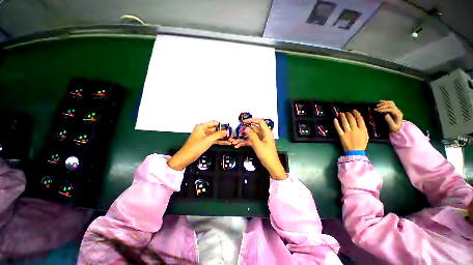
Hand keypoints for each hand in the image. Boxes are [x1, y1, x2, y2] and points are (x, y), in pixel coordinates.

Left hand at [167, 121, 227, 170]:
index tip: (227, 127)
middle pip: (214, 129)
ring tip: (229, 138)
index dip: (220, 124)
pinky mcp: (204, 142)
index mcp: (201, 127)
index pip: (213, 123)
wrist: (187, 156)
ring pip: (214, 135)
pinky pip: (213, 139)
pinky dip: (218, 140)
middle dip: (222, 131)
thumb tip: (225, 131)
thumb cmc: (195, 147)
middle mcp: (202, 130)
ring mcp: (203, 136)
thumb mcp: (208, 139)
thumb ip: (218, 135)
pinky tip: (225, 142)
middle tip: (229, 133)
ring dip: (221, 137)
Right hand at [231, 118, 286, 179]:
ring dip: (242, 139)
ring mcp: (260, 140)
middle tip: (237, 132)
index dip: (252, 120)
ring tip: (234, 142)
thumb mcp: (258, 144)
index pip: (259, 122)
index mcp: (266, 132)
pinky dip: (244, 143)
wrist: (271, 166)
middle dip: (244, 131)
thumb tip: (246, 128)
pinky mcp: (257, 145)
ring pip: (250, 136)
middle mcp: (263, 135)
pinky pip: (250, 142)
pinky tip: (237, 146)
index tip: (243, 121)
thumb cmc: (267, 154)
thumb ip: (252, 136)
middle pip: (253, 129)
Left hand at [334, 110, 368, 151]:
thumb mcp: (366, 136)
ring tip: (341, 114)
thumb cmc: (361, 144)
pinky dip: (336, 123)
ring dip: (343, 117)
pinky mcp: (341, 135)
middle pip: (351, 119)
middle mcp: (355, 130)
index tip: (354, 110)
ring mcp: (348, 132)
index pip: (360, 119)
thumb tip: (360, 122)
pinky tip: (335, 119)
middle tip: (346, 112)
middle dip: (349, 114)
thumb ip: (363, 129)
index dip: (356, 114)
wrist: (355, 151)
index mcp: (363, 130)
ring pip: (345, 122)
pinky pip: (338, 128)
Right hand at [375, 100, 402, 132]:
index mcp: (398, 115)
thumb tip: (385, 115)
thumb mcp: (392, 127)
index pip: (391, 109)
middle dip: (383, 106)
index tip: (377, 110)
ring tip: (377, 106)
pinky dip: (385, 102)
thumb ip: (390, 121)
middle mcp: (398, 110)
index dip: (384, 109)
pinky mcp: (394, 108)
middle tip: (376, 109)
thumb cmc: (394, 128)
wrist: (397, 128)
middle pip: (391, 105)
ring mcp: (396, 109)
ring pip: (390, 103)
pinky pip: (390, 103)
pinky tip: (379, 102)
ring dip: (383, 103)